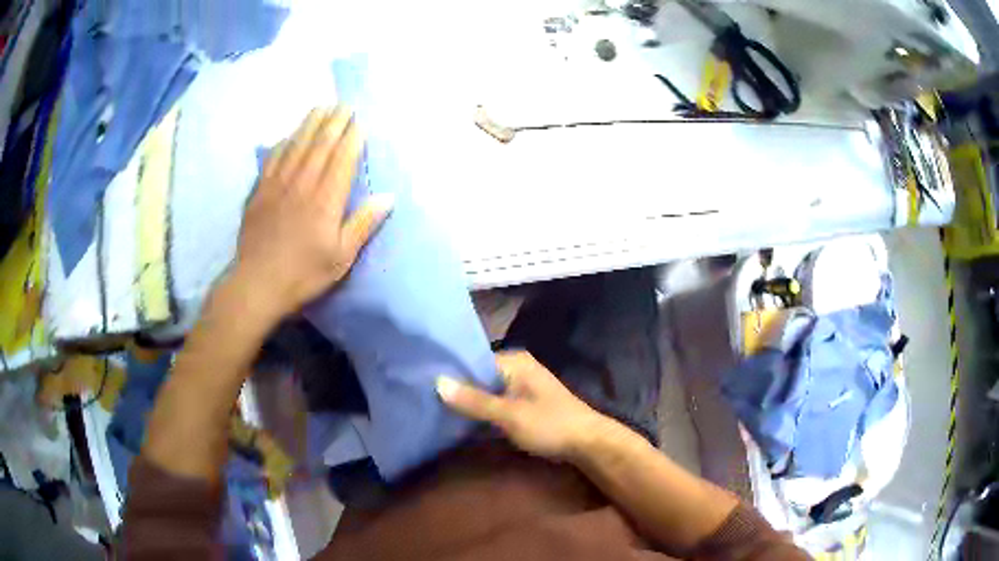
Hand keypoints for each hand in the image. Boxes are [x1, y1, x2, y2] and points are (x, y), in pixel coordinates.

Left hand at [233, 106, 392, 319]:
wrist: (257, 284)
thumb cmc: (303, 274)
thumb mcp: (341, 257)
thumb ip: (363, 224)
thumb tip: (388, 197)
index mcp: (326, 199)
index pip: (342, 159)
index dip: (352, 137)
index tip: (360, 120)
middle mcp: (302, 183)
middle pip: (320, 145)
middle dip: (334, 122)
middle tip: (343, 104)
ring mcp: (278, 184)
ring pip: (296, 145)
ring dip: (310, 124)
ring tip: (321, 107)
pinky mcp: (260, 191)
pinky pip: (273, 158)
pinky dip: (283, 143)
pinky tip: (288, 135)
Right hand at [436, 351, 611, 461]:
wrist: (588, 443)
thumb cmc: (550, 424)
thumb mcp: (509, 414)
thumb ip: (474, 400)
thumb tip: (436, 382)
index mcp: (514, 362)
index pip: (472, 361)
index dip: (449, 374)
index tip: (423, 386)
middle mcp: (517, 369)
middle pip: (478, 377)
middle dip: (457, 391)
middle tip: (426, 401)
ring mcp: (521, 387)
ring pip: (486, 393)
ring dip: (469, 404)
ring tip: (437, 412)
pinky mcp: (524, 405)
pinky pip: (496, 404)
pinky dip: (482, 413)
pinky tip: (462, 423)